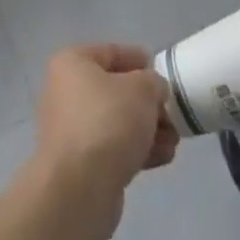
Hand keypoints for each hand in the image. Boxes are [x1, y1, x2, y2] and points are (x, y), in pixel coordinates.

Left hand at [30, 44, 178, 239]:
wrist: (80, 187)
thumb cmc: (109, 120)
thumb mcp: (143, 88)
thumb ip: (153, 82)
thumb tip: (152, 90)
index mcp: (72, 63)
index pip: (111, 52)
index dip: (140, 60)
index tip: (163, 74)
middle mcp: (65, 93)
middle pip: (115, 91)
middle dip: (148, 103)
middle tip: (172, 114)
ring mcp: (70, 130)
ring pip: (116, 122)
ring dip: (147, 130)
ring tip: (174, 141)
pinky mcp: (79, 164)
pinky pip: (112, 149)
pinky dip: (136, 151)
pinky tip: (162, 158)